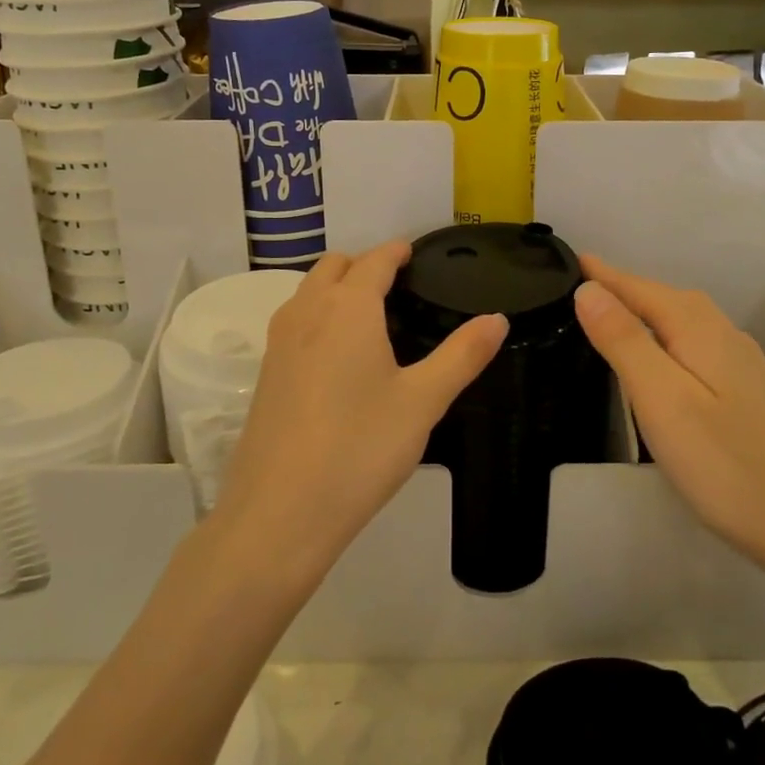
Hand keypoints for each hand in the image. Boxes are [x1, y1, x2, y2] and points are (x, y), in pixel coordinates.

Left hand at [212, 243, 507, 583]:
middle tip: (398, 287)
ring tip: (371, 318)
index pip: (375, 260)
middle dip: (365, 265)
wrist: (280, 512)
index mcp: (348, 308)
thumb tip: (498, 319)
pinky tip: (339, 359)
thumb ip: (462, 355)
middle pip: (334, 266)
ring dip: (336, 288)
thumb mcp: (423, 402)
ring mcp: (279, 342)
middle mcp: (307, 312)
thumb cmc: (360, 448)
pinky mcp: (266, 373)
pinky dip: (318, 317)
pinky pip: (295, 322)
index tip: (415, 253)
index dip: (397, 251)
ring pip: (308, 292)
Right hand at [573, 255, 764, 571]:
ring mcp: (737, 361)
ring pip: (676, 321)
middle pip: (658, 298)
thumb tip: (588, 289)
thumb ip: (624, 340)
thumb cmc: (723, 462)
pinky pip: (689, 343)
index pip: (636, 286)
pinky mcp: (742, 389)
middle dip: (617, 287)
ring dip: (639, 311)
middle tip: (571, 286)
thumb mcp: (661, 398)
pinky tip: (652, 356)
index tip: (563, 259)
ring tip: (600, 313)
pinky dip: (660, 336)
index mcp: (697, 326)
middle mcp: (720, 332)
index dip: (599, 274)